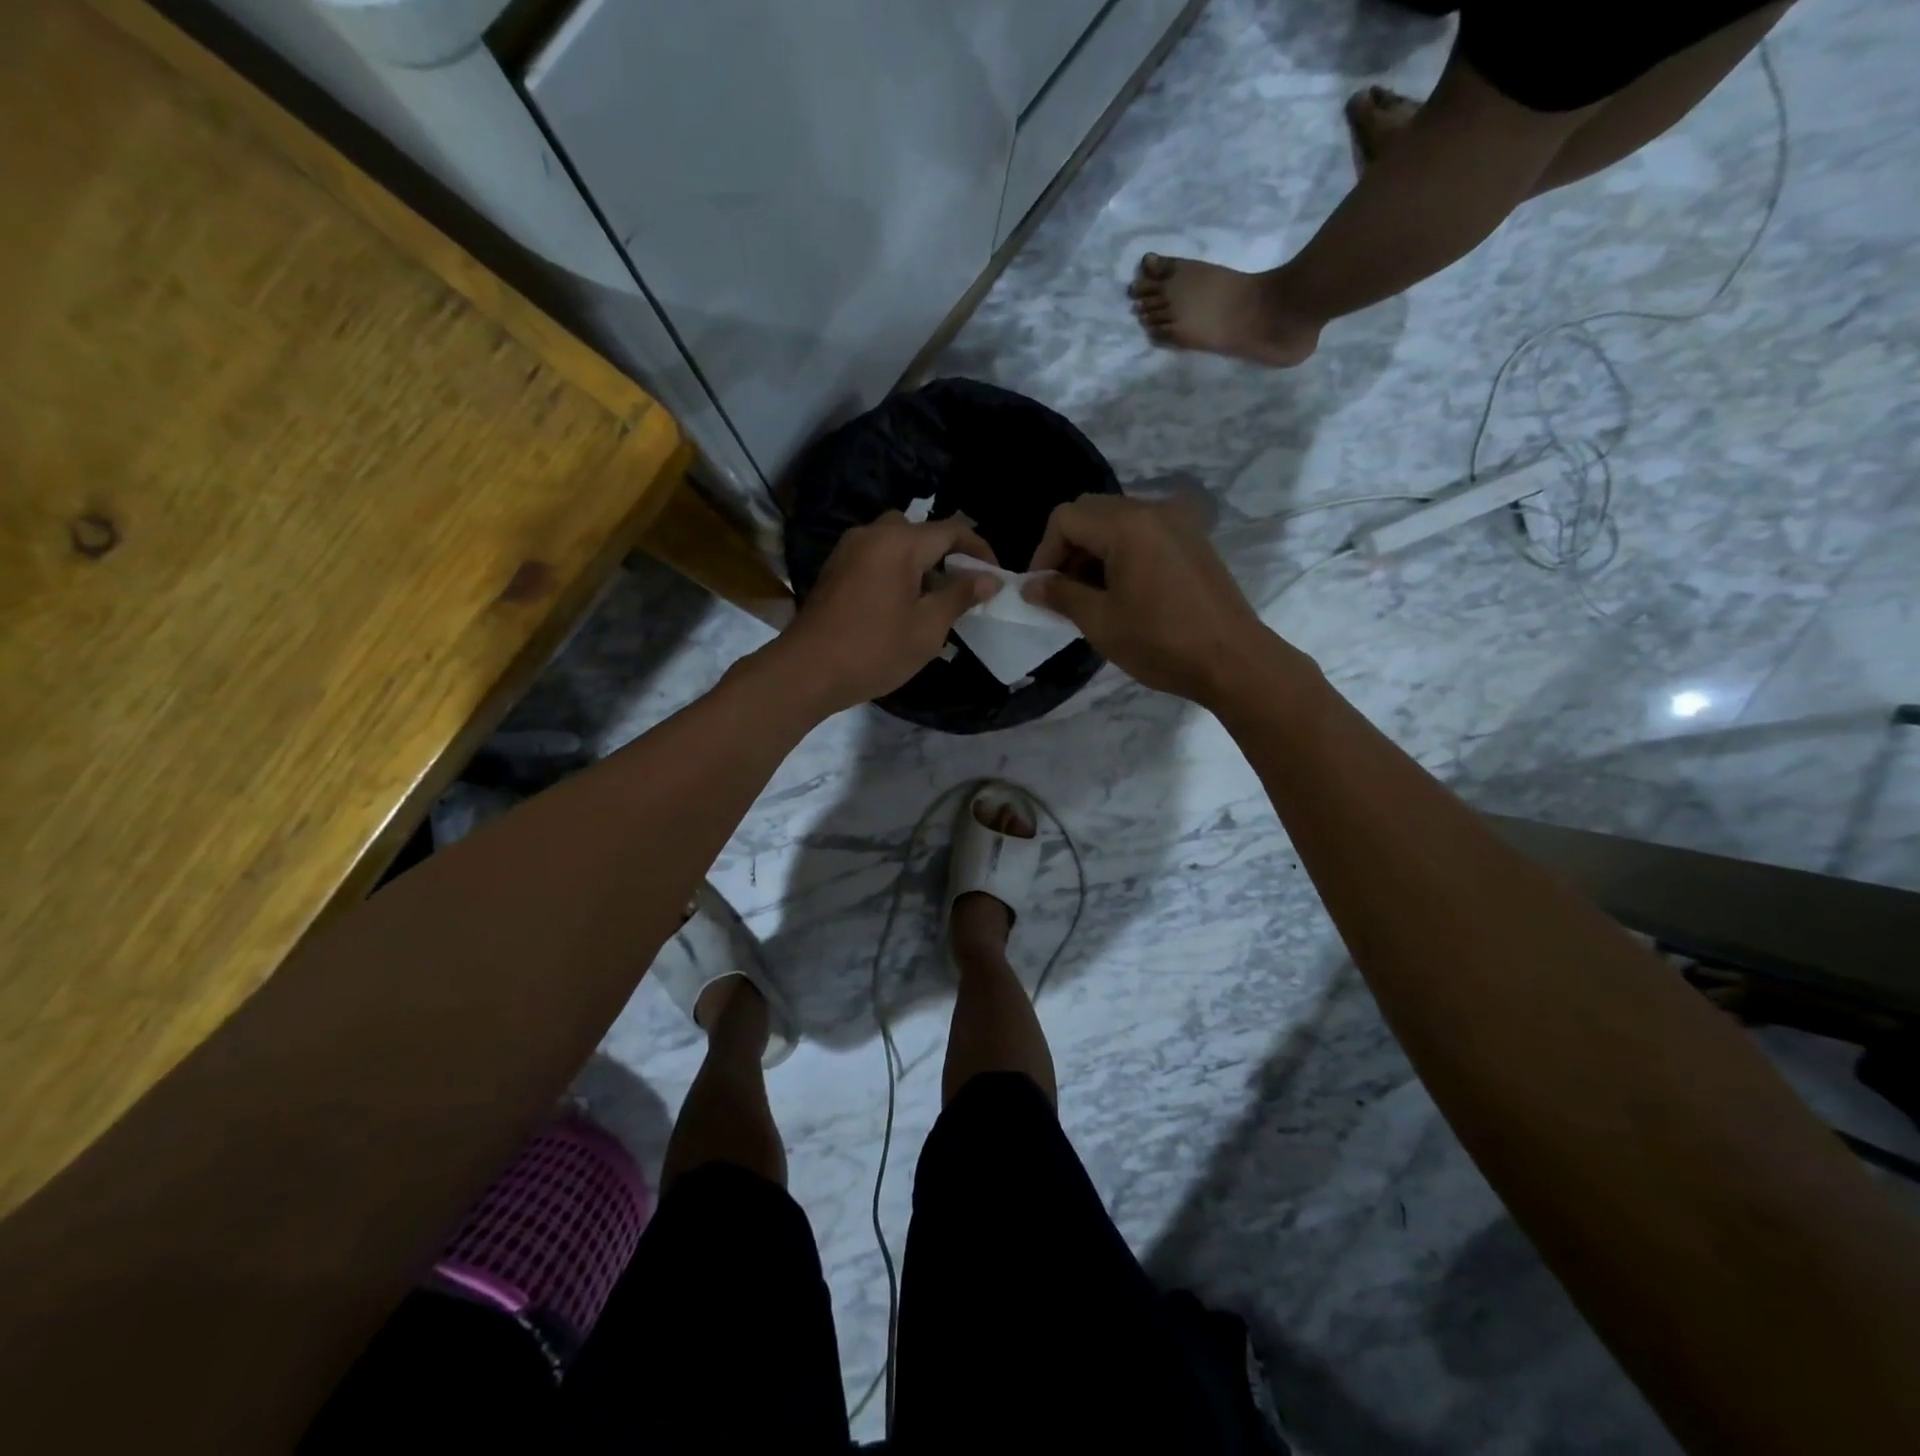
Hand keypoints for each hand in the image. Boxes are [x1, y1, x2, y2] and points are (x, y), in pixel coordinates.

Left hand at [774, 512, 999, 716]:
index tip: (995, 576)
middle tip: (964, 587)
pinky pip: (876, 556)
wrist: (806, 671)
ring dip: (921, 562)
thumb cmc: (873, 651)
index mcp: (899, 542)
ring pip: (896, 542)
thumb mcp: (927, 628)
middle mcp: (872, 534)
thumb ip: (960, 595)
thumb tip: (989, 578)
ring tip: (935, 598)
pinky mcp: (835, 569)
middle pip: (921, 531)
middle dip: (948, 554)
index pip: (951, 529)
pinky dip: (897, 570)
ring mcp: (848, 549)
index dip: (979, 549)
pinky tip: (903, 603)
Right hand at [1024, 495, 1279, 705]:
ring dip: (1094, 551)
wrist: (1233, 660)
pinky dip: (1121, 552)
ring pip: (1117, 521)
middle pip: (1091, 512)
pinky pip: (1143, 533)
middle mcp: (1152, 511)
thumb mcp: (1100, 622)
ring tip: (1090, 596)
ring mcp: (1177, 523)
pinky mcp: (1192, 540)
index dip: (1044, 553)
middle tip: (1063, 591)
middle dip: (1068, 548)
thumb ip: (1060, 595)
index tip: (1041, 590)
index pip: (1066, 518)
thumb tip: (1031, 586)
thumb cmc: (1160, 642)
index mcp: (1127, 525)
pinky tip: (1123, 591)